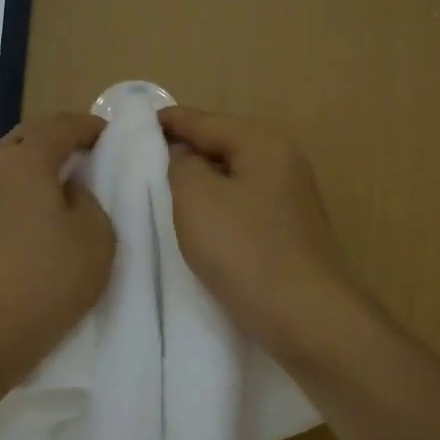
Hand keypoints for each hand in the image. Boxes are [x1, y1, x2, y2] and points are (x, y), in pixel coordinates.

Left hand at [0, 113, 115, 383]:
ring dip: (36, 166)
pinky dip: (18, 190)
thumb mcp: (96, 236)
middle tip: (88, 157)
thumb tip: (69, 190)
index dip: (91, 127)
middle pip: (29, 137)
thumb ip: (90, 200)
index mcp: (26, 158)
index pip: (63, 124)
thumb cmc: (47, 279)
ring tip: (62, 186)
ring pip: (9, 164)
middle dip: (60, 140)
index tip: (111, 138)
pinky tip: (33, 216)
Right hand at [162, 107, 364, 362]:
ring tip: (162, 192)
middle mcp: (283, 162)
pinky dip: (216, 207)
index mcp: (263, 144)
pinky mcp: (288, 232)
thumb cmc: (245, 251)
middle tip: (141, 160)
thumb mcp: (196, 198)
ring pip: (232, 178)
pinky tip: (197, 223)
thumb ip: (181, 164)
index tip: (132, 123)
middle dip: (183, 150)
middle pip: (222, 145)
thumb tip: (185, 156)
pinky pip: (241, 206)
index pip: (204, 120)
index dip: (167, 121)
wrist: (307, 318)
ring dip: (199, 183)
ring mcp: (290, 199)